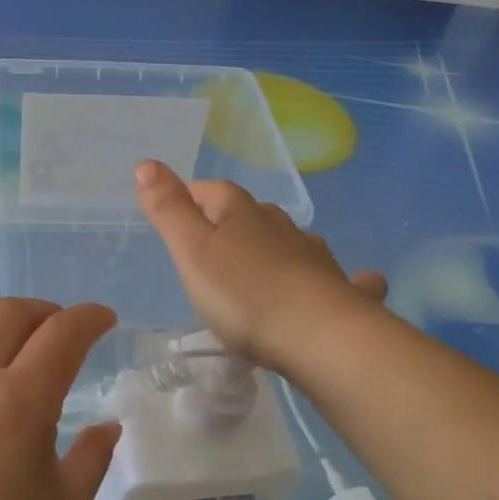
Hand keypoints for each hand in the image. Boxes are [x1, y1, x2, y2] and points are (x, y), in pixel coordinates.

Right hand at [135, 160, 387, 371]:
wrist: (318, 335)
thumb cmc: (242, 294)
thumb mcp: (191, 251)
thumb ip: (168, 209)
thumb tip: (147, 163)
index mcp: (239, 212)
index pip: (209, 190)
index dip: (188, 199)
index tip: (172, 218)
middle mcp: (279, 224)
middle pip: (249, 214)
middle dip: (228, 225)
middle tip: (207, 253)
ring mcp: (312, 254)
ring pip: (288, 240)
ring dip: (273, 247)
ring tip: (256, 271)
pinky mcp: (338, 288)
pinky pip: (336, 276)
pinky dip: (332, 277)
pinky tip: (351, 282)